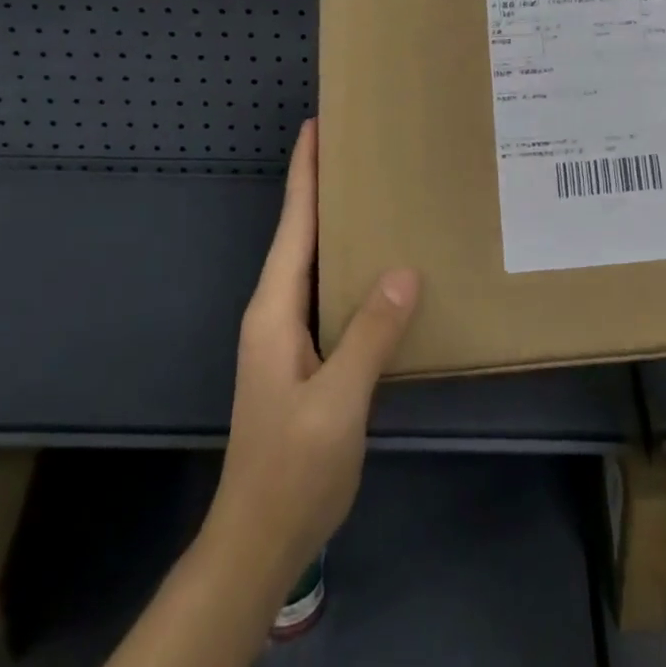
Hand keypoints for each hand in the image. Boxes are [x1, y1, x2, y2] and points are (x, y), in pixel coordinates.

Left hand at [202, 118, 421, 602]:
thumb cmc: (292, 467)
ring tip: (375, 190)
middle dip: (323, 186)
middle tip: (360, 146)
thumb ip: (369, 335)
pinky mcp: (306, 355)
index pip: (292, 224)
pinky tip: (380, 263)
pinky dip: (350, 263)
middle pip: (300, 233)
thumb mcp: (336, 402)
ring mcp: (289, 335)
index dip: (304, 173)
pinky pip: (330, 291)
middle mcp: (276, 311)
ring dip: (337, 222)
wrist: (260, 540)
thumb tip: (405, 269)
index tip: (317, 126)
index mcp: (274, 310)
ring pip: (315, 261)